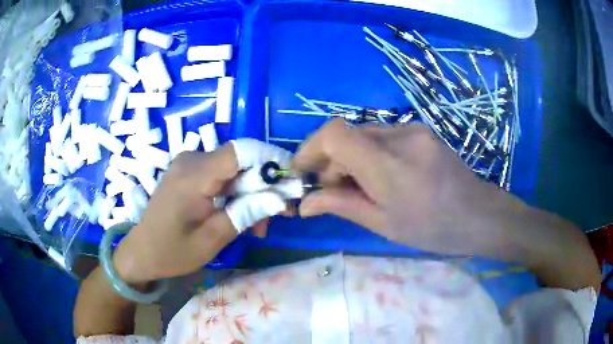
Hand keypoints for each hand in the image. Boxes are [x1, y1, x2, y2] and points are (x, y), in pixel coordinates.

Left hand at [112, 140, 290, 283]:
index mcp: (193, 175)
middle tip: (279, 215)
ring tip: (258, 225)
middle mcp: (191, 160)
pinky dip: (234, 193)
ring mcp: (188, 164)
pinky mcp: (188, 172)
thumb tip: (279, 198)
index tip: (291, 180)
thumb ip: (245, 214)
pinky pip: (219, 175)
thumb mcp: (212, 239)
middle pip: (239, 161)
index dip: (270, 159)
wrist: (141, 251)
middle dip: (263, 186)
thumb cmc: (172, 251)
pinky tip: (239, 215)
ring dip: (250, 193)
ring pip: (232, 170)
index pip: (240, 151)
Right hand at [294, 119, 599, 288]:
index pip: (334, 134)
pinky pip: (382, 136)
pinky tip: (380, 176)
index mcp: (389, 165)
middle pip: (346, 134)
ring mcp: (412, 129)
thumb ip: (341, 206)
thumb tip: (304, 204)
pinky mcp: (420, 130)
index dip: (309, 149)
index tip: (301, 173)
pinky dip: (368, 154)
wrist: (480, 215)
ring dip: (349, 158)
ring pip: (363, 134)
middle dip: (329, 161)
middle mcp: (400, 136)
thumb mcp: (384, 224)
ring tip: (357, 187)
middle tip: (329, 191)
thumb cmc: (433, 228)